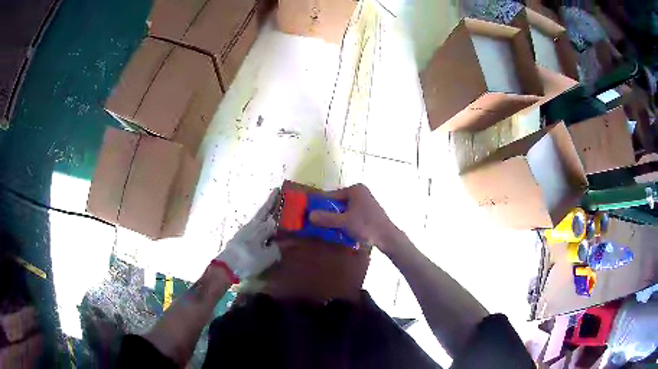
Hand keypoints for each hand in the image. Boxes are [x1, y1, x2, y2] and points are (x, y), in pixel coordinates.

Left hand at [215, 189, 280, 279]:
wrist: (226, 266)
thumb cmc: (248, 260)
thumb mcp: (267, 257)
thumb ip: (277, 247)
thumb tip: (284, 241)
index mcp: (260, 228)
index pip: (271, 212)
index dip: (275, 202)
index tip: (279, 190)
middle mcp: (252, 226)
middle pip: (263, 211)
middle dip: (270, 203)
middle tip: (276, 192)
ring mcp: (244, 231)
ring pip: (258, 218)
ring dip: (265, 213)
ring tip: (273, 211)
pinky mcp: (240, 238)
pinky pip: (254, 226)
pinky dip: (261, 223)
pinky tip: (263, 228)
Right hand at [309, 184, 405, 253]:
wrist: (388, 237)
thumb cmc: (366, 226)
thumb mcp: (344, 222)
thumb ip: (326, 218)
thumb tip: (310, 215)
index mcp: (355, 190)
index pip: (332, 195)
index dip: (321, 205)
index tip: (311, 213)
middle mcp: (361, 192)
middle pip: (338, 202)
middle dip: (329, 213)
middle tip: (319, 223)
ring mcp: (366, 202)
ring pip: (345, 209)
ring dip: (337, 218)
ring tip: (328, 228)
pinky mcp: (369, 212)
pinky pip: (352, 214)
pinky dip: (346, 221)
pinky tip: (341, 230)